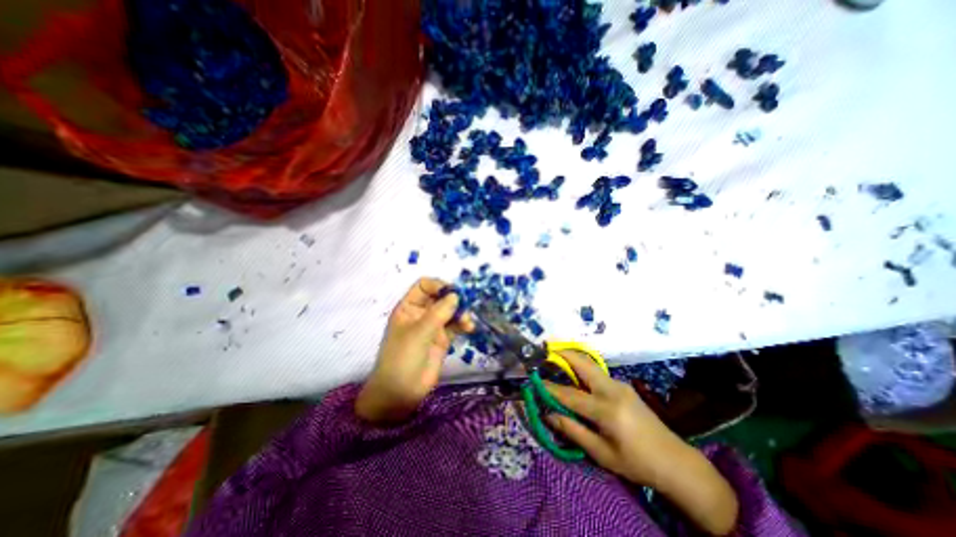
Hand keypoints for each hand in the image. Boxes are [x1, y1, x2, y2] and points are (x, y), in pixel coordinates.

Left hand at [354, 280, 473, 425]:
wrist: (401, 393)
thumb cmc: (402, 358)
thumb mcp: (418, 333)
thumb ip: (438, 313)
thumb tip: (456, 295)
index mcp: (409, 307)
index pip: (424, 286)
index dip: (438, 286)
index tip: (453, 292)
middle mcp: (421, 313)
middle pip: (440, 297)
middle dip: (454, 299)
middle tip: (466, 306)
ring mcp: (433, 326)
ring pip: (450, 311)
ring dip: (461, 313)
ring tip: (467, 322)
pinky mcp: (443, 339)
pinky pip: (456, 326)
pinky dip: (463, 324)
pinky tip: (470, 328)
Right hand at [545, 353, 736, 535]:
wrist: (675, 461)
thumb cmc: (636, 463)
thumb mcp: (602, 454)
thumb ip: (573, 430)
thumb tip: (549, 414)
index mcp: (606, 410)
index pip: (569, 394)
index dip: (549, 387)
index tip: (533, 381)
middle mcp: (612, 390)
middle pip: (582, 364)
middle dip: (562, 354)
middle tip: (545, 351)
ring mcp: (619, 384)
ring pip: (590, 364)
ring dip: (571, 359)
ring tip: (554, 358)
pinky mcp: (623, 385)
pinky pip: (597, 372)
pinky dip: (581, 369)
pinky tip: (574, 375)